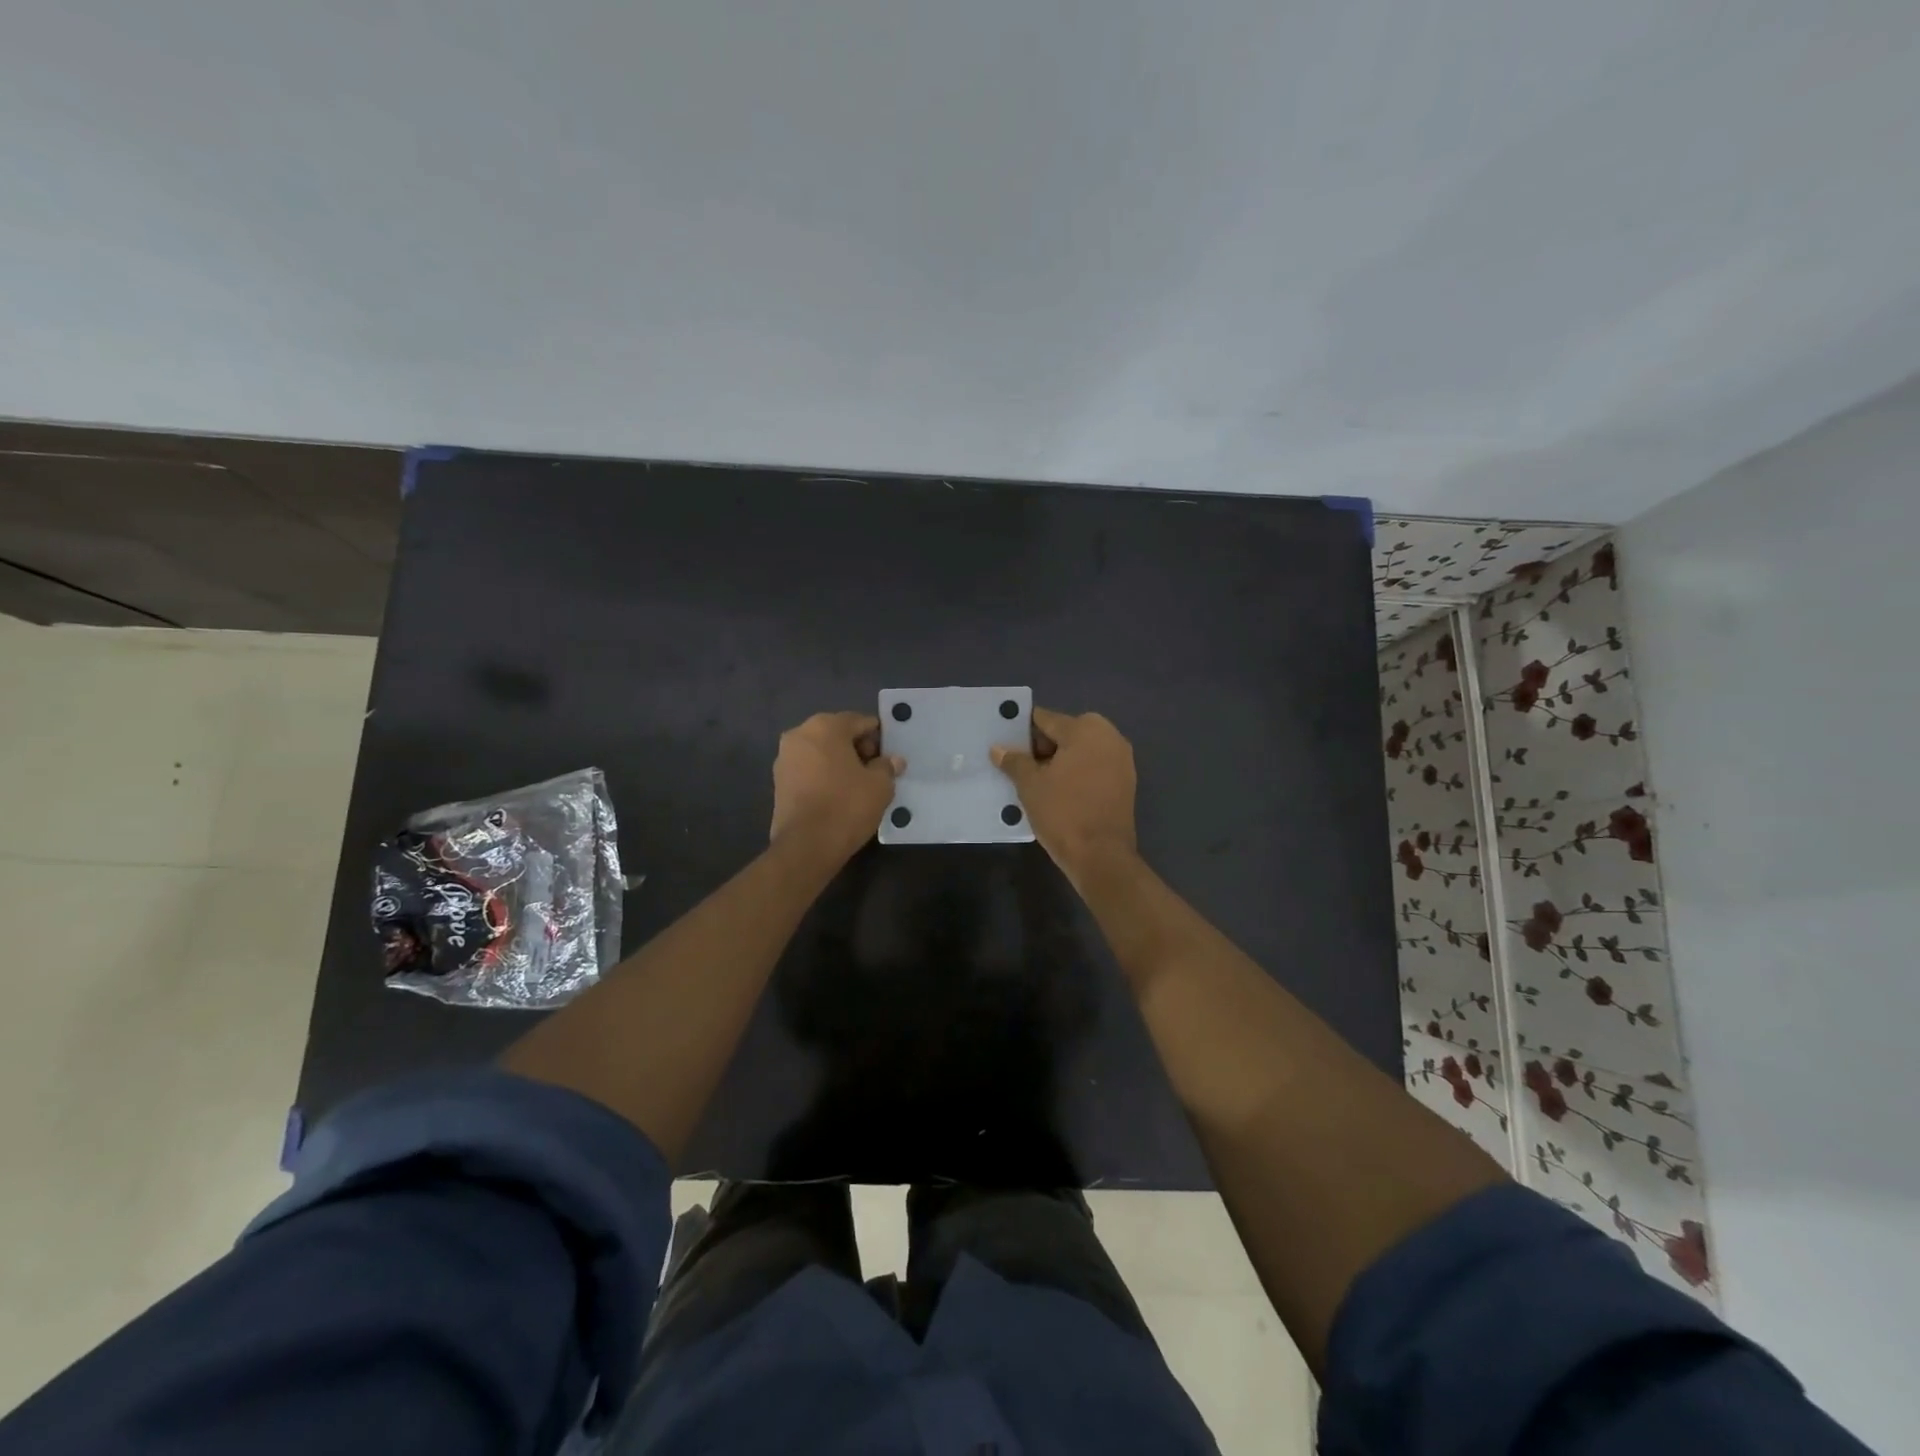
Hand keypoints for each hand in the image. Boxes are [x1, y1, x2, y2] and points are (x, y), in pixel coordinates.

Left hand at [769, 711, 903, 865]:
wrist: (806, 845)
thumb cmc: (847, 806)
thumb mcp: (880, 785)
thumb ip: (887, 766)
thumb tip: (892, 761)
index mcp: (825, 726)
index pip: (859, 721)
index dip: (878, 737)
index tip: (889, 756)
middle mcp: (800, 734)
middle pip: (837, 733)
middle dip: (857, 748)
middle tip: (875, 771)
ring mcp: (784, 758)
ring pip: (821, 752)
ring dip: (839, 762)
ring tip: (857, 785)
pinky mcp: (778, 781)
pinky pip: (809, 769)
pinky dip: (823, 775)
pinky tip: (837, 795)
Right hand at [992, 708, 1137, 879]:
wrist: (1101, 856)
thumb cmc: (1063, 812)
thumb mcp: (1030, 785)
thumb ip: (1015, 761)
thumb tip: (998, 749)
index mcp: (1086, 729)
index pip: (1046, 719)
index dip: (1023, 731)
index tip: (1006, 743)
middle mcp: (1109, 736)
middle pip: (1066, 732)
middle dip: (1043, 746)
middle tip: (1020, 767)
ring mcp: (1122, 760)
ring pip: (1081, 751)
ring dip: (1060, 761)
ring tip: (1037, 781)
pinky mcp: (1126, 782)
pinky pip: (1094, 767)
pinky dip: (1077, 773)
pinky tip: (1059, 792)